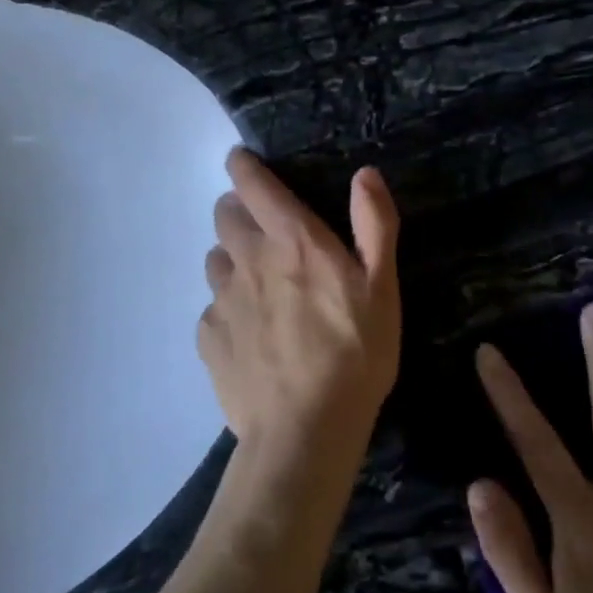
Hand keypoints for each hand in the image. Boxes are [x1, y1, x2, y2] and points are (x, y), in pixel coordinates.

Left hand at [197, 148, 401, 457]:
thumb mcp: (383, 288)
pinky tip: (250, 333)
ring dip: (233, 257)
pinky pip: (213, 308)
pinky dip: (228, 307)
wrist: (304, 431)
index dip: (243, 166)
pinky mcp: (209, 338)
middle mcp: (248, 260)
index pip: (252, 184)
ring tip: (260, 283)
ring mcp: (223, 300)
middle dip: (238, 210)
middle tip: (264, 228)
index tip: (242, 161)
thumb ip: (375, 225)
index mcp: (292, 241)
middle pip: (224, 215)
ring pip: (216, 259)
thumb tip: (365, 174)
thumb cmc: (354, 355)